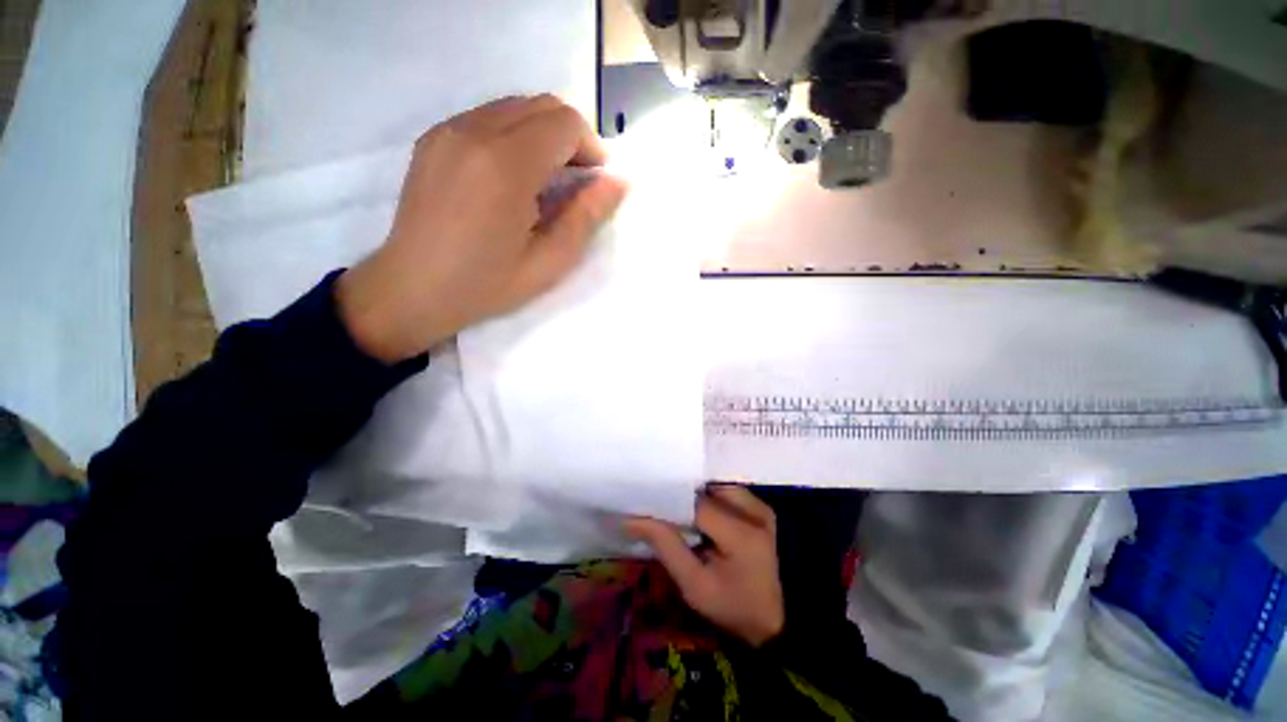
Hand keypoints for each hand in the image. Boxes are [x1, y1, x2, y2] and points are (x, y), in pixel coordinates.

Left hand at [337, 95, 627, 362]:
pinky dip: (513, 135)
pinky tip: (510, 177)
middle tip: (574, 181)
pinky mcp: (433, 137)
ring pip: (514, 107)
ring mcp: (448, 130)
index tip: (594, 181)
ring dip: (542, 134)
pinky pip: (487, 117)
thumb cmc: (486, 284)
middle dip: (570, 137)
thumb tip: (619, 181)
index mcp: (505, 166)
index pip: (564, 123)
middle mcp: (473, 132)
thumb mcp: (549, 262)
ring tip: (544, 181)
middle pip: (541, 105)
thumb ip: (586, 216)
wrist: (412, 289)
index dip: (590, 147)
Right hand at [625, 486, 784, 646]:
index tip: (643, 505)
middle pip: (706, 488)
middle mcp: (754, 510)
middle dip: (680, 495)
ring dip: (696, 494)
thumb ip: (667, 547)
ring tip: (675, 506)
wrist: (783, 621)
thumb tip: (634, 519)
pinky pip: (728, 492)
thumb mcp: (695, 587)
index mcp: (741, 533)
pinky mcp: (763, 508)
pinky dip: (710, 497)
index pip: (695, 504)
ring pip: (716, 486)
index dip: (667, 501)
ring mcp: (762, 507)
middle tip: (657, 504)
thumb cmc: (736, 609)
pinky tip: (697, 510)